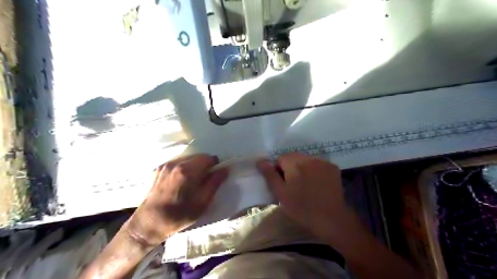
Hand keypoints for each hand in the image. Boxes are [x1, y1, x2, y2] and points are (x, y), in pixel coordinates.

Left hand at [125, 155, 227, 245]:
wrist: (149, 223)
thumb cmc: (179, 215)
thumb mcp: (202, 202)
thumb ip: (215, 183)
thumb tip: (225, 169)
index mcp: (187, 171)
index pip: (208, 158)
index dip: (215, 165)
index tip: (215, 175)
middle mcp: (176, 164)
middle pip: (197, 157)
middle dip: (204, 165)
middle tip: (205, 179)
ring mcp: (165, 165)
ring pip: (187, 159)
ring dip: (194, 166)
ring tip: (192, 181)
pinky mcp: (158, 169)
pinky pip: (177, 163)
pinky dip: (183, 168)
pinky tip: (181, 182)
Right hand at [257, 153, 356, 240]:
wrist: (331, 219)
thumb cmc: (301, 208)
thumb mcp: (281, 193)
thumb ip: (270, 175)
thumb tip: (260, 161)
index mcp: (294, 163)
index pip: (281, 158)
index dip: (279, 170)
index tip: (283, 184)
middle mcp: (309, 158)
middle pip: (294, 157)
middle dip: (291, 168)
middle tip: (293, 185)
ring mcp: (323, 162)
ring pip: (306, 160)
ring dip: (303, 168)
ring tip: (306, 185)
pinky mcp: (333, 167)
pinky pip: (318, 164)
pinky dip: (315, 170)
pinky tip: (317, 183)